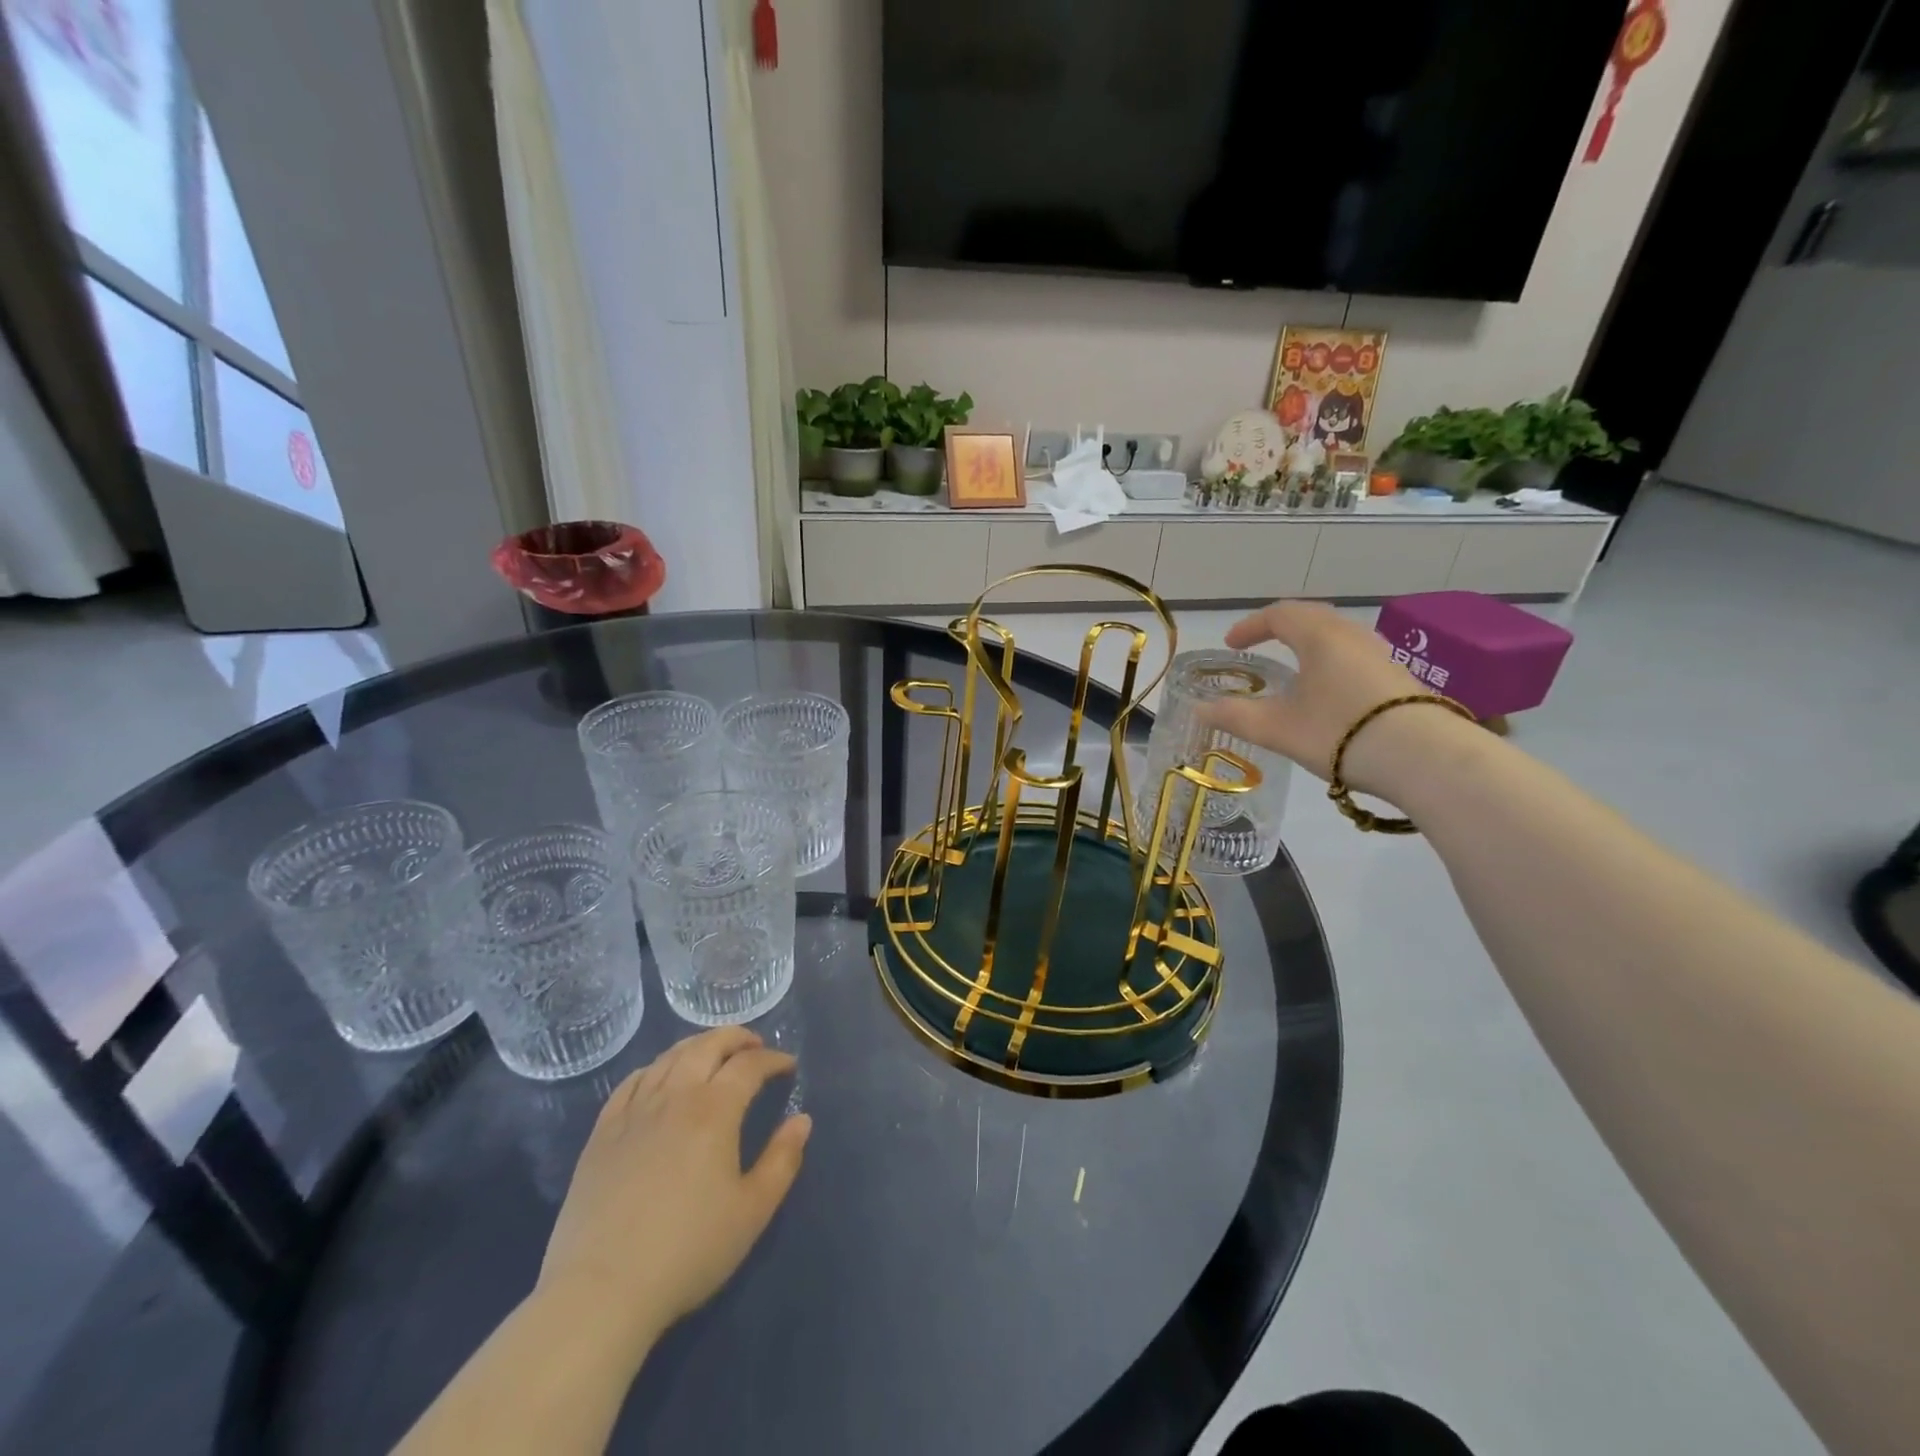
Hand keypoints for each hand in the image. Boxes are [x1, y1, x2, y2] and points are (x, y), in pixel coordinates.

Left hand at [535, 1027, 810, 1357]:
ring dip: (697, 1045)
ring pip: (669, 1057)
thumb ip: (782, 1160)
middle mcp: (674, 1097)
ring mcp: (634, 1112)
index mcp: (714, 1110)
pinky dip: (654, 1068)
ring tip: (712, 1053)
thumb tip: (802, 1120)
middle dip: (736, 1038)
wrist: (601, 1291)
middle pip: (707, 1046)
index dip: (773, 1059)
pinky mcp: (602, 1133)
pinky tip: (659, 1077)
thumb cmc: (688, 1251)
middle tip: (754, 1044)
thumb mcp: (752, 1212)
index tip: (788, 1066)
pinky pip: (630, 1082)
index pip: (749, 1065)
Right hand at [1202, 600, 1426, 786]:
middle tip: (1260, 644)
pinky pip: (1354, 655)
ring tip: (1292, 667)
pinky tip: (1327, 690)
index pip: (1279, 615)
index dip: (1250, 626)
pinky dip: (1330, 661)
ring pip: (1336, 635)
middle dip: (1280, 627)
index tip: (1231, 644)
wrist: (1423, 758)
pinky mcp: (1398, 677)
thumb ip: (1235, 716)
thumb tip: (1200, 709)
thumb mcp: (1277, 728)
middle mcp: (1351, 635)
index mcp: (1318, 636)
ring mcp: (1379, 654)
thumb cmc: (1338, 733)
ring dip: (1309, 643)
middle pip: (1311, 617)